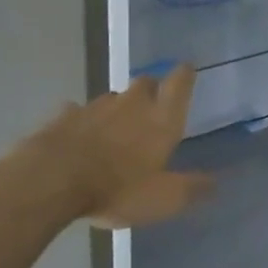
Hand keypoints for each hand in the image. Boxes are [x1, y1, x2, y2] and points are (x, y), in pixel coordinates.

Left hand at [23, 64, 212, 228]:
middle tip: (153, 105)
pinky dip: (83, 121)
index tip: (187, 68)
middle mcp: (130, 104)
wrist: (52, 180)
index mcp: (160, 119)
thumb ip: (190, 188)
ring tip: (116, 129)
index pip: (179, 85)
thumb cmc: (117, 189)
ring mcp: (94, 107)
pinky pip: (78, 112)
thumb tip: (214, 182)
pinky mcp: (64, 116)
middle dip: (151, 90)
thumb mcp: (163, 199)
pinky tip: (79, 135)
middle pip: (145, 84)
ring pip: (112, 98)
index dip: (184, 75)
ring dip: (118, 108)